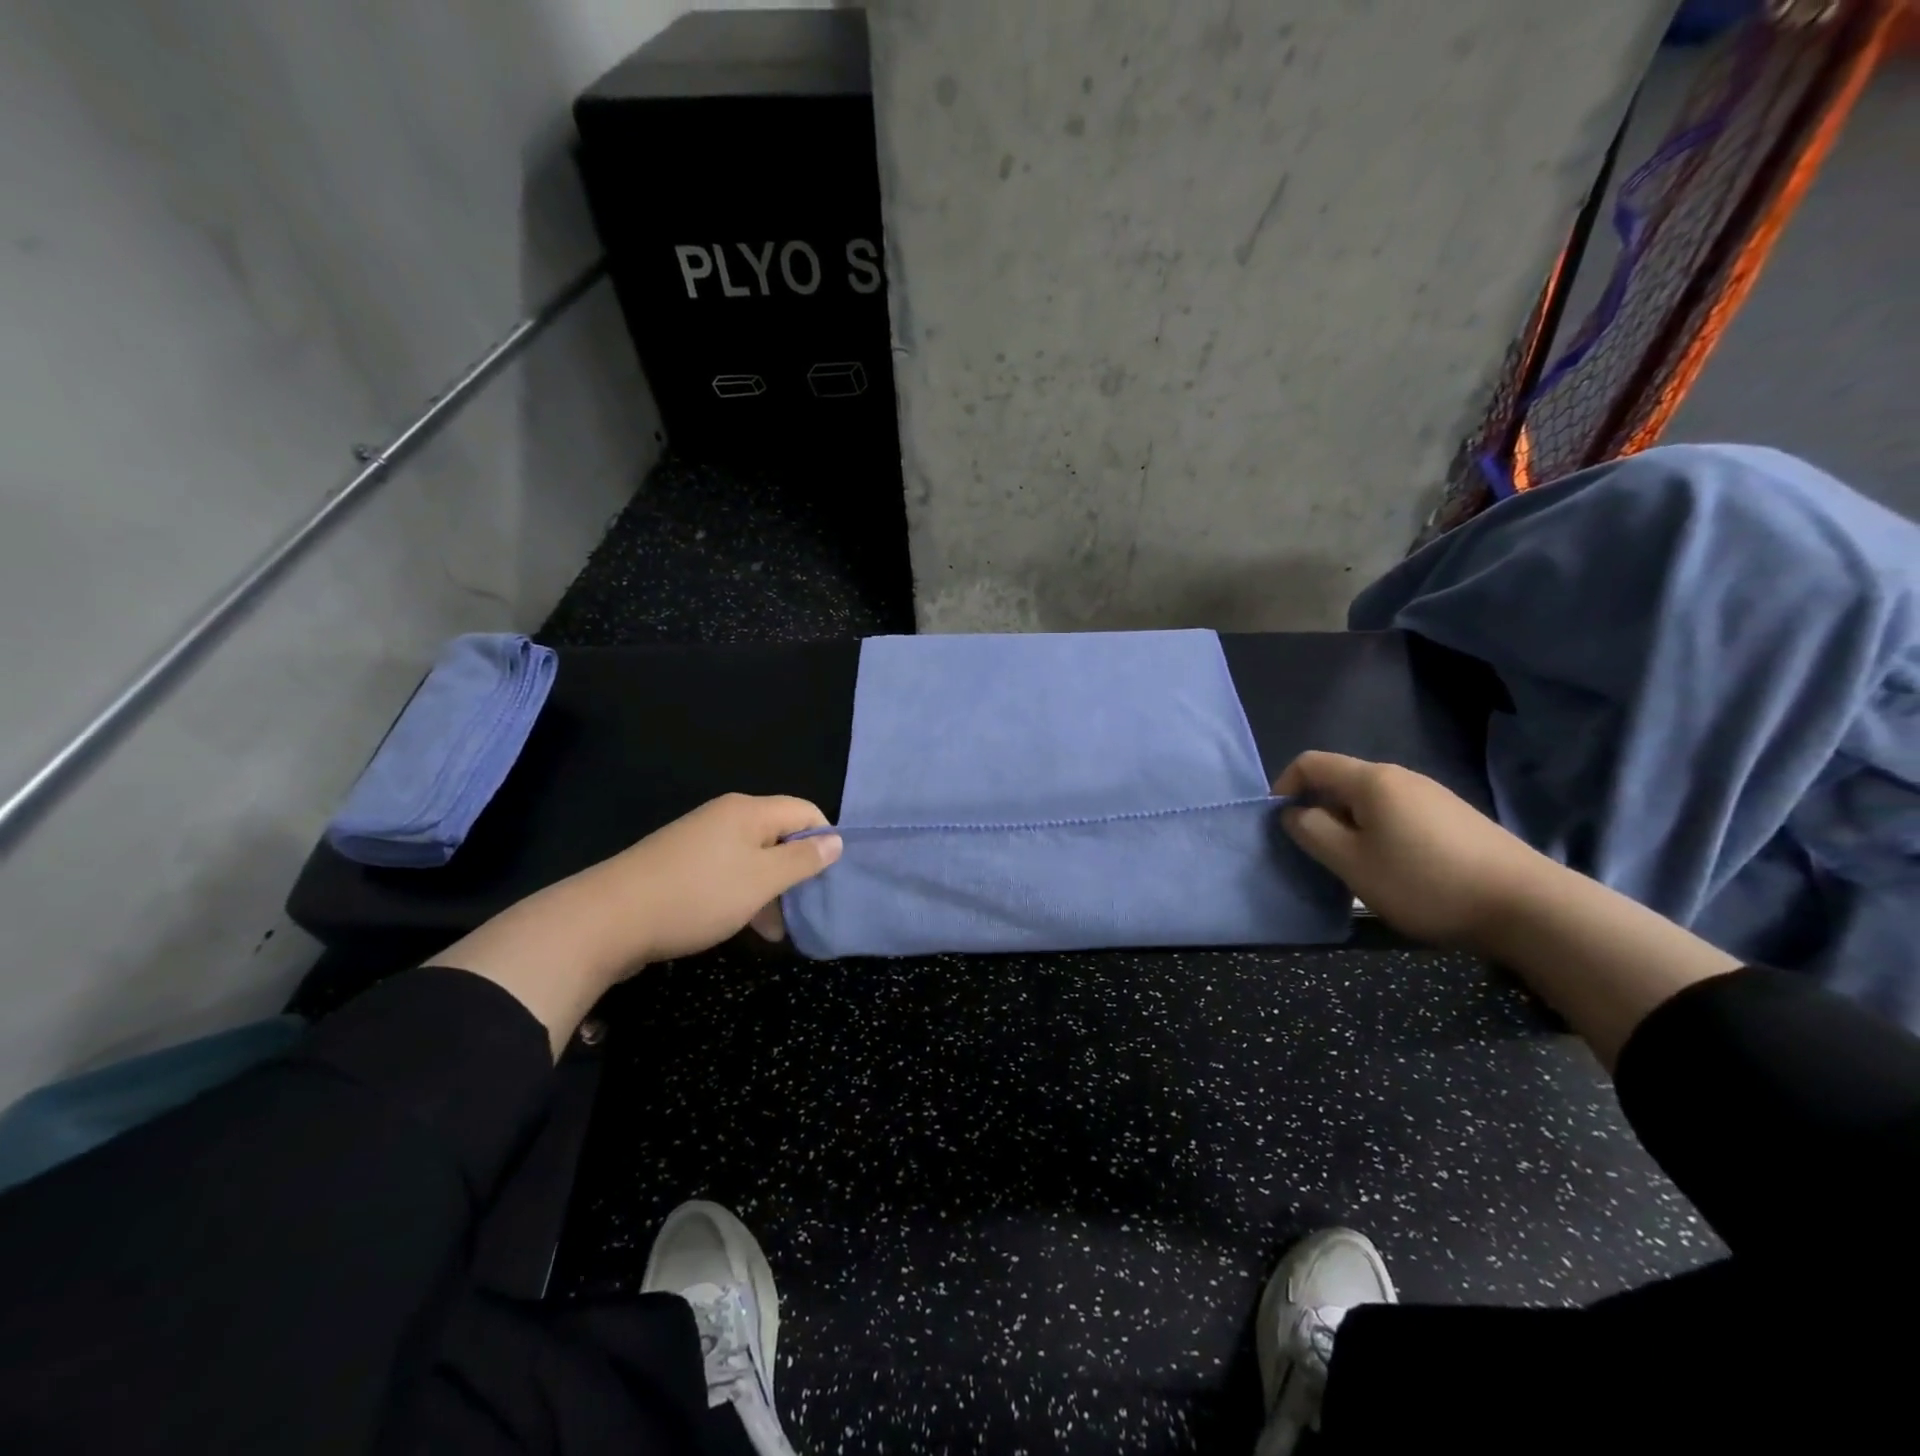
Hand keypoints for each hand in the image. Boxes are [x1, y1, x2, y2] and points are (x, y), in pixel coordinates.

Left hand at [582, 793, 843, 965]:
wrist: (607, 919)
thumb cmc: (697, 896)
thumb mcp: (760, 881)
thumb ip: (802, 860)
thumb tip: (836, 839)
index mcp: (748, 811)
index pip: (805, 810)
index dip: (824, 840)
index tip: (826, 879)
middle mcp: (726, 816)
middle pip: (779, 833)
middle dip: (796, 870)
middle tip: (802, 910)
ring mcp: (700, 838)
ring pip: (754, 857)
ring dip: (770, 889)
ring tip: (773, 930)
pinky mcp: (681, 862)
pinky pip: (728, 870)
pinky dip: (742, 893)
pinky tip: (742, 925)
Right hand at [1274, 752, 1557, 952]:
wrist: (1527, 906)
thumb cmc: (1425, 882)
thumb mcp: (1352, 863)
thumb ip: (1312, 832)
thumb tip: (1295, 814)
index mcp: (1371, 781)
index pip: (1310, 763)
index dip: (1284, 787)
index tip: (1281, 825)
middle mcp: (1401, 777)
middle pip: (1341, 781)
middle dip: (1317, 811)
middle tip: (1317, 854)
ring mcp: (1432, 796)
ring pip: (1369, 801)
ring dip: (1348, 826)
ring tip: (1354, 867)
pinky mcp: (1453, 818)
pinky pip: (1397, 815)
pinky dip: (1378, 834)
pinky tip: (1394, 869)